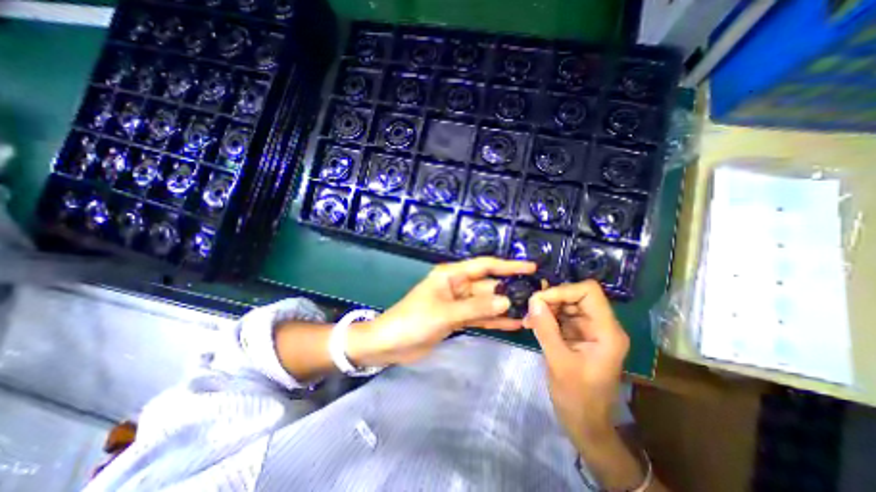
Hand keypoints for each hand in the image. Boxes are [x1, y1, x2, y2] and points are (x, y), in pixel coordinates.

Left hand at [350, 258, 533, 365]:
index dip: (507, 265)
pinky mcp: (457, 319)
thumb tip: (506, 302)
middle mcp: (457, 286)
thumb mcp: (444, 313)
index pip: (484, 266)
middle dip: (509, 290)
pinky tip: (513, 325)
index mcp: (451, 275)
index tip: (530, 267)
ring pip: (485, 303)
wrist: (390, 344)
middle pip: (488, 285)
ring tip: (530, 311)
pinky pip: (479, 317)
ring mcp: (458, 304)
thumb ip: (475, 308)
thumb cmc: (413, 321)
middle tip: (536, 296)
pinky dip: (494, 320)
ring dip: (504, 307)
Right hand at [519, 280, 629, 447]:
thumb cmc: (577, 398)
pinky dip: (546, 316)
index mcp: (607, 331)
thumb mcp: (558, 363)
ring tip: (529, 319)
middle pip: (576, 295)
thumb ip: (546, 329)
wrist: (585, 425)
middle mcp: (601, 325)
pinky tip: (532, 324)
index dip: (563, 290)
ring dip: (546, 307)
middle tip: (530, 309)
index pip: (589, 292)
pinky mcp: (578, 335)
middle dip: (551, 299)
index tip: (539, 300)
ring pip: (566, 304)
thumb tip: (533, 300)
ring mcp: (589, 330)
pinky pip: (561, 316)